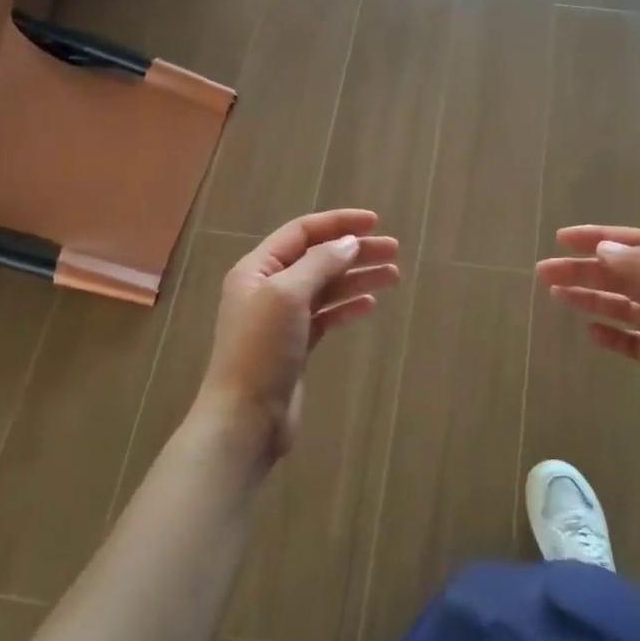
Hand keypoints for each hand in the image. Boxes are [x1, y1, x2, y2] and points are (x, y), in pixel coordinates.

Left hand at [196, 209, 400, 467]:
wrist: (245, 418)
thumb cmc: (262, 349)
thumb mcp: (288, 295)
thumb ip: (319, 263)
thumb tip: (349, 242)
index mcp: (257, 269)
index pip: (301, 233)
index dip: (338, 223)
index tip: (375, 222)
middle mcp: (268, 288)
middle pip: (318, 259)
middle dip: (355, 251)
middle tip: (394, 251)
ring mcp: (282, 319)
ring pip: (326, 288)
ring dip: (357, 278)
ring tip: (393, 276)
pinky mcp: (295, 346)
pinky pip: (326, 316)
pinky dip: (347, 307)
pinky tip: (370, 305)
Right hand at [536, 226, 639, 477]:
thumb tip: (604, 247)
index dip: (602, 238)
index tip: (563, 240)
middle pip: (628, 275)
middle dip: (587, 270)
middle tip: (545, 272)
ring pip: (627, 306)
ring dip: (593, 298)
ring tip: (557, 296)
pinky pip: (634, 340)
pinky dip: (612, 334)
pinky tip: (591, 333)